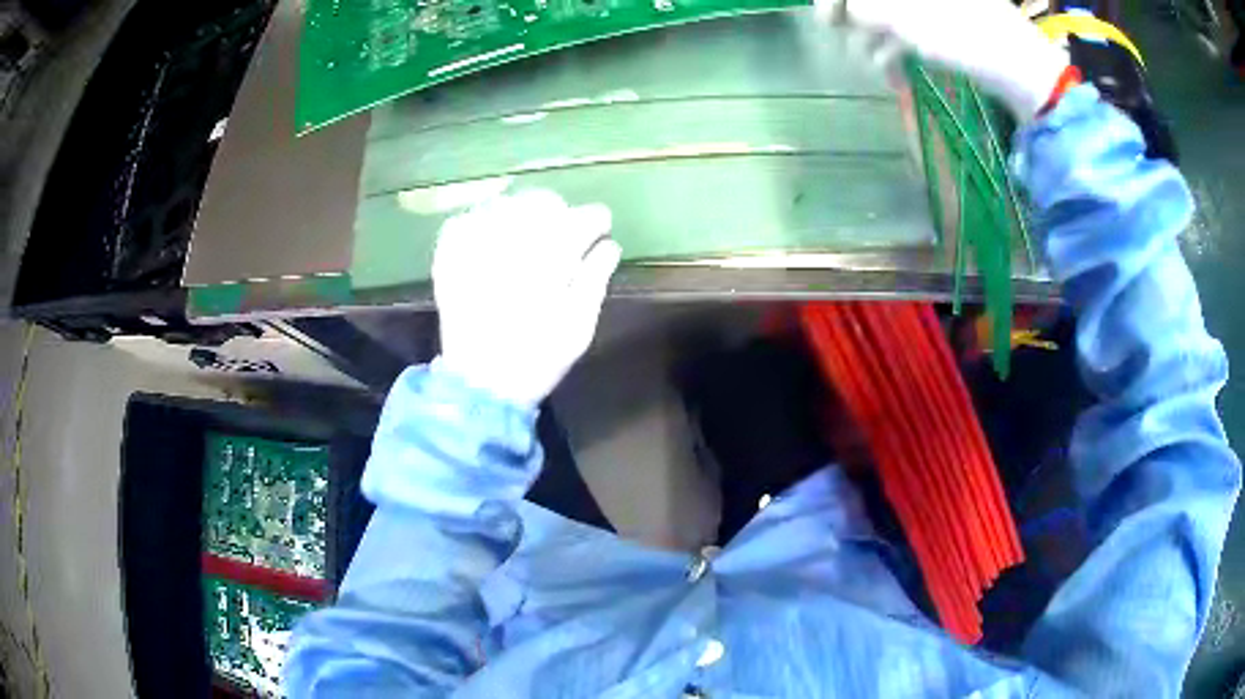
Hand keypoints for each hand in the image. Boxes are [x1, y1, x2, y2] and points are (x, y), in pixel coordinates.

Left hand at [432, 190, 621, 408]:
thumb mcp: (579, 327)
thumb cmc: (537, 358)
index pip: (581, 219)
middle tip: (563, 228)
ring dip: (520, 211)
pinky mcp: (449, 259)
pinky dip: (479, 220)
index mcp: (549, 260)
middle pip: (540, 202)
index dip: (595, 219)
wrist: (480, 383)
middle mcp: (512, 244)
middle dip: (558, 210)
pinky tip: (489, 235)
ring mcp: (475, 248)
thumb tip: (609, 245)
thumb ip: (595, 279)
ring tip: (526, 230)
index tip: (600, 226)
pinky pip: (463, 221)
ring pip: (503, 205)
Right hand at [820, 0, 1070, 119]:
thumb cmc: (963, 34)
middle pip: (869, 0)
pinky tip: (897, 76)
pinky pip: (906, 32)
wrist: (1020, 67)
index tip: (828, 21)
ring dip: (876, 45)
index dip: (836, 0)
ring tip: (882, 73)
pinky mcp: (942, 23)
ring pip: (885, 16)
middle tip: (854, 47)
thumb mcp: (901, 18)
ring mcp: (930, 5)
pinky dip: (897, 52)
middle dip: (857, 23)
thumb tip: (839, 10)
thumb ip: (859, 8)